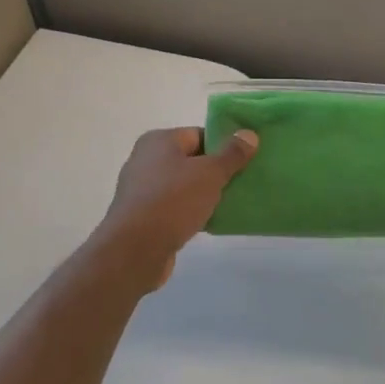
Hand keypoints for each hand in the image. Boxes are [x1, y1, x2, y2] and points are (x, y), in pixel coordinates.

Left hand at [95, 127, 257, 288]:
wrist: (135, 250)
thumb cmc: (173, 201)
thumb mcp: (210, 173)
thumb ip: (232, 154)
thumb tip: (249, 134)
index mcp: (159, 141)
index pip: (199, 134)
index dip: (224, 145)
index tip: (246, 160)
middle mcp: (146, 160)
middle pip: (191, 160)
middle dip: (217, 171)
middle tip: (243, 181)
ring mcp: (142, 190)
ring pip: (184, 186)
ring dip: (206, 194)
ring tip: (232, 203)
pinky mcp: (143, 217)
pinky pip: (175, 208)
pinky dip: (192, 212)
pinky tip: (212, 222)